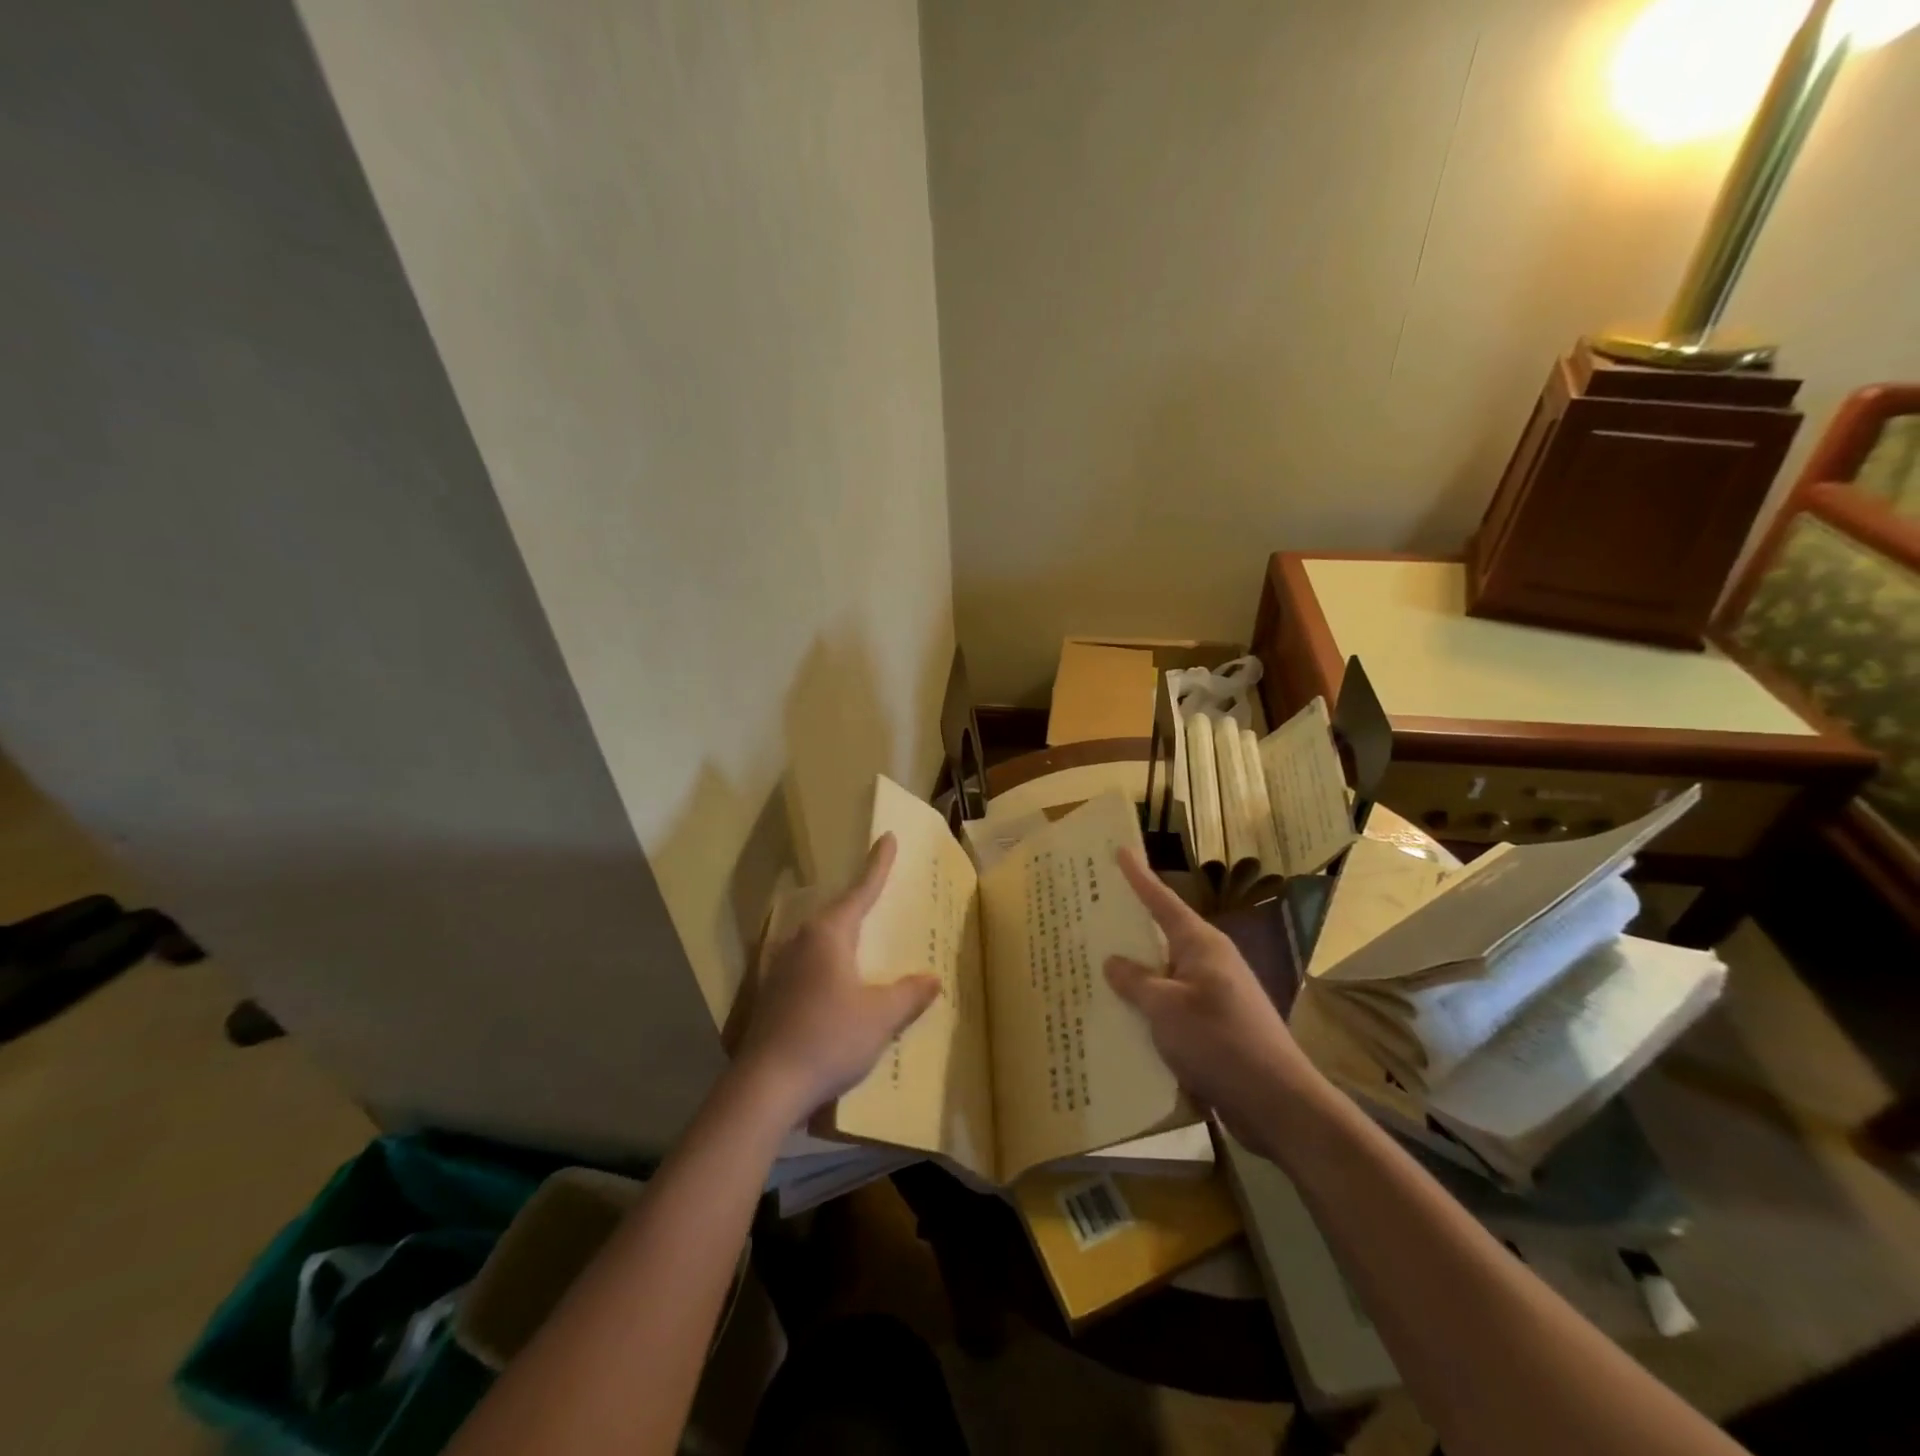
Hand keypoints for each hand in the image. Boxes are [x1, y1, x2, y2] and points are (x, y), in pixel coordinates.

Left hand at [736, 833, 941, 1124]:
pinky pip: (809, 964)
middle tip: (882, 893)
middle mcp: (801, 941)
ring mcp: (781, 967)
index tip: (888, 837)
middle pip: (838, 912)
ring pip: (820, 940)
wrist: (766, 1086)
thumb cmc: (828, 1038)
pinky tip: (839, 984)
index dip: (878, 865)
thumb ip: (908, 994)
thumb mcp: (880, 1016)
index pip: (861, 891)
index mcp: (828, 934)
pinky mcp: (772, 993)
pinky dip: (830, 964)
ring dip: (843, 935)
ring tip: (865, 939)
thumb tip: (931, 979)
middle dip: (860, 902)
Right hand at [1105, 850, 1326, 1158]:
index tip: (1119, 849)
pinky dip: (1149, 1008)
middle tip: (1091, 913)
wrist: (1277, 1103)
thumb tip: (1113, 961)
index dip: (1138, 876)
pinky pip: (1173, 1006)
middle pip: (1162, 935)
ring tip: (1094, 969)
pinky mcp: (1216, 1027)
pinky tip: (1123, 1020)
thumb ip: (1135, 982)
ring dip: (1136, 974)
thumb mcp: (1166, 1008)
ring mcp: (1215, 995)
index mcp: (1201, 945)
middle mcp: (1210, 962)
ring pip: (1165, 974)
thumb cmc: (1220, 1041)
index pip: (1162, 901)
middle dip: (1129, 927)